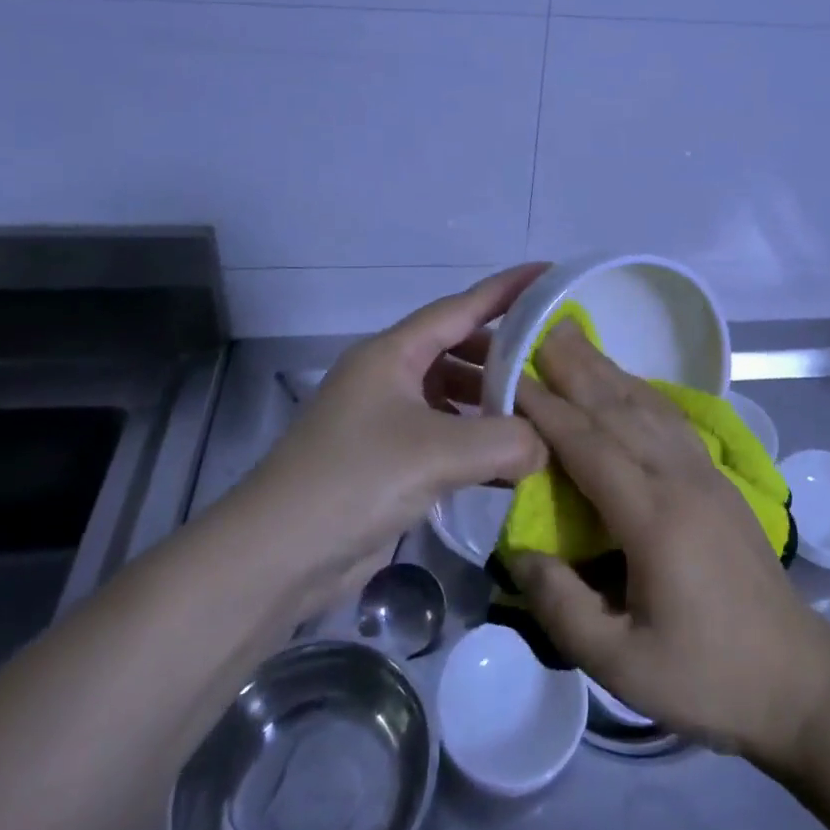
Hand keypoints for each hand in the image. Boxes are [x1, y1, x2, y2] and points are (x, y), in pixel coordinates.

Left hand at [242, 264, 546, 611]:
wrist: (276, 556)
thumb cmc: (355, 480)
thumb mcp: (437, 453)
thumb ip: (504, 441)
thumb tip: (544, 445)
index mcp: (392, 354)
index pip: (460, 307)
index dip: (506, 289)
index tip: (548, 273)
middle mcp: (388, 377)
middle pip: (457, 349)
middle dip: (503, 354)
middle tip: (552, 363)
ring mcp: (385, 419)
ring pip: (451, 395)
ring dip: (490, 403)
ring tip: (538, 415)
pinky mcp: (386, 460)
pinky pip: (443, 435)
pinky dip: (475, 442)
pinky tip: (508, 464)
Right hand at [511, 322, 829, 764]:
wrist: (796, 677)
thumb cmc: (706, 675)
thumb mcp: (621, 665)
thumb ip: (562, 607)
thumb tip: (519, 552)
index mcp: (654, 518)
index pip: (589, 445)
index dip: (547, 408)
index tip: (510, 375)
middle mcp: (680, 479)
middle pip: (619, 409)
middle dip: (576, 367)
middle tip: (539, 328)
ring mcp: (705, 473)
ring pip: (648, 406)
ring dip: (607, 369)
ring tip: (575, 339)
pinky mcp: (718, 478)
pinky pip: (671, 419)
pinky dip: (641, 390)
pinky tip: (625, 381)